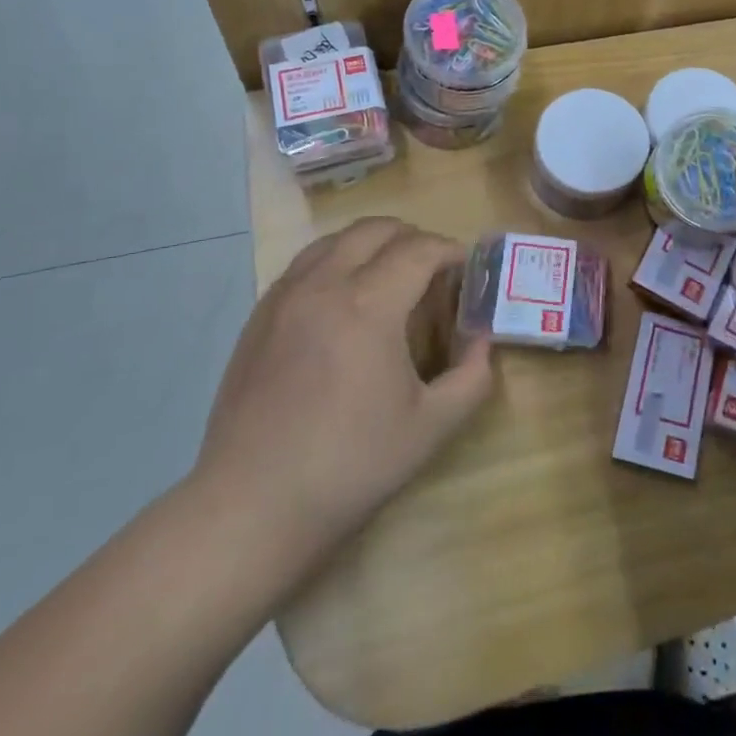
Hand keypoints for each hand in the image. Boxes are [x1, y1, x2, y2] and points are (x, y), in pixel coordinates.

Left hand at [191, 218, 492, 605]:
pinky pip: (304, 264)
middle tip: (432, 269)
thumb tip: (481, 340)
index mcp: (368, 305)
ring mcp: (284, 297)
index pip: (419, 249)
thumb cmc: (351, 465)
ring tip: (389, 276)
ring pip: (335, 239)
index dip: (450, 250)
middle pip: (375, 229)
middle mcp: (324, 285)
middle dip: (413, 237)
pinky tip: (344, 300)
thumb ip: (472, 375)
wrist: (253, 507)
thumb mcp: (433, 426)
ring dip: (371, 244)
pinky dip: (335, 261)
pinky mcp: (259, 316)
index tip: (465, 268)